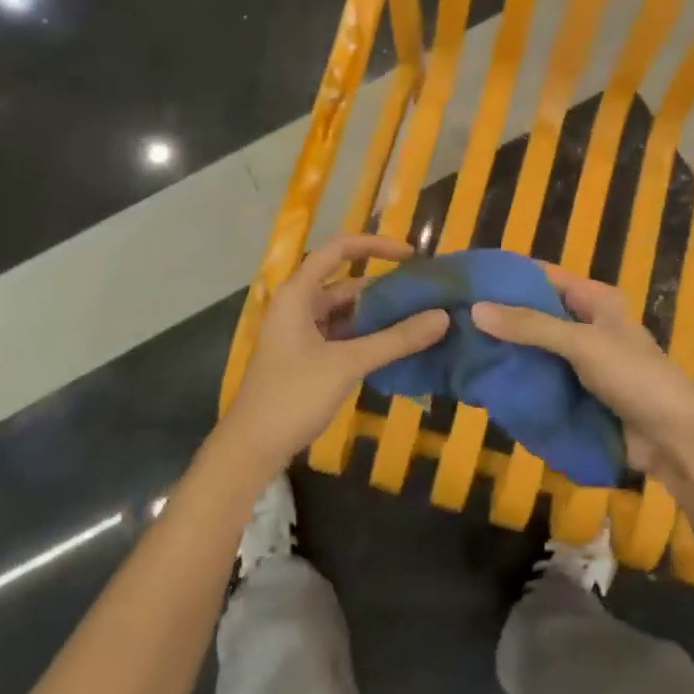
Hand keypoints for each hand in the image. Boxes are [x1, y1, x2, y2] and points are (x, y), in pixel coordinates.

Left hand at [220, 234, 448, 475]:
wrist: (251, 448)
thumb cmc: (293, 395)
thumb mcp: (347, 364)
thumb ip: (396, 339)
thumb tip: (442, 316)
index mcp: (298, 294)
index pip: (338, 249)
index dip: (374, 245)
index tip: (410, 255)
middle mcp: (298, 305)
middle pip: (345, 282)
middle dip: (383, 286)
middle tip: (424, 293)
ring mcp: (300, 333)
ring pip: (345, 312)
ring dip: (377, 314)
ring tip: (418, 318)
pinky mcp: (305, 357)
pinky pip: (342, 335)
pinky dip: (367, 336)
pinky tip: (395, 346)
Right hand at [471, 264, 693, 477]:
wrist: (674, 440)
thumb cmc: (634, 377)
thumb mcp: (581, 344)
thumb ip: (530, 326)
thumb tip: (475, 309)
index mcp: (595, 300)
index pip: (543, 277)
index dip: (508, 276)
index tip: (466, 279)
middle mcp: (586, 324)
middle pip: (535, 314)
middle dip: (500, 317)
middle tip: (453, 318)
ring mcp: (580, 361)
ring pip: (535, 349)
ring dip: (506, 351)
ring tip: (459, 348)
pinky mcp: (577, 393)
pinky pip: (541, 379)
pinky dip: (518, 379)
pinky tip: (484, 380)